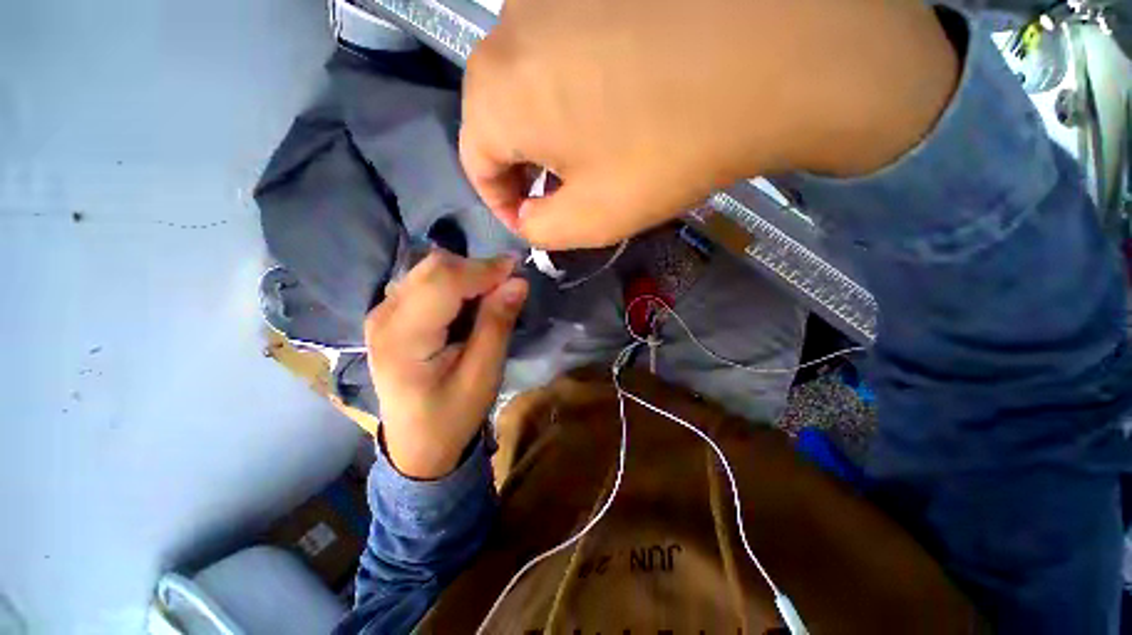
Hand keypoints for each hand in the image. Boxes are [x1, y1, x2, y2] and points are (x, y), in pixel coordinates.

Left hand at [365, 251, 527, 479]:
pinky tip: (468, 306)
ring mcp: (382, 312)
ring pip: (430, 269)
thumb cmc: (452, 415)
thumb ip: (497, 325)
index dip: (484, 269)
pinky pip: (426, 281)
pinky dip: (455, 284)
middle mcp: (384, 315)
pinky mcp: (390, 314)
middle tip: (506, 288)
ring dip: (467, 276)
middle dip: (476, 270)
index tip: (518, 271)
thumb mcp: (483, 376)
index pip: (443, 280)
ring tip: (490, 299)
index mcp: (403, 337)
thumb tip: (517, 282)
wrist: (416, 445)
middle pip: (433, 267)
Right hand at [460, 0, 958, 249]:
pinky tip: (615, 103)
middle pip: (500, 119)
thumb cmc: (668, 150)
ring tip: (593, 154)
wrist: (774, 56)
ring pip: (531, 83)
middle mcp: (511, 27)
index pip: (475, 159)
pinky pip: (564, 49)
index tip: (531, 221)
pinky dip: (575, 89)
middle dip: (526, 167)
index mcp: (499, 92)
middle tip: (563, 194)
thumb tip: (527, 216)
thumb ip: (542, 228)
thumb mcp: (593, 218)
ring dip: (551, 128)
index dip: (501, 200)